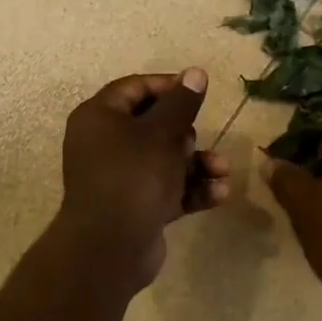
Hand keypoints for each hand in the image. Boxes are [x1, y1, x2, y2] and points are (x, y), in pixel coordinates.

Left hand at [55, 69, 230, 291]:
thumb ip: (182, 103)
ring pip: (165, 160)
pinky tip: (218, 195)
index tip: (199, 91)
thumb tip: (196, 73)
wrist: (112, 247)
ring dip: (197, 164)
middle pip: (153, 125)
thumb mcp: (163, 133)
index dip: (168, 86)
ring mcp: (120, 177)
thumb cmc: (134, 176)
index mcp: (99, 117)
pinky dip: (191, 189)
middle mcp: (105, 144)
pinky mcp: (136, 206)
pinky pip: (167, 189)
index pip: (134, 88)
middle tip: (194, 141)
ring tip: (222, 170)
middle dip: (186, 133)